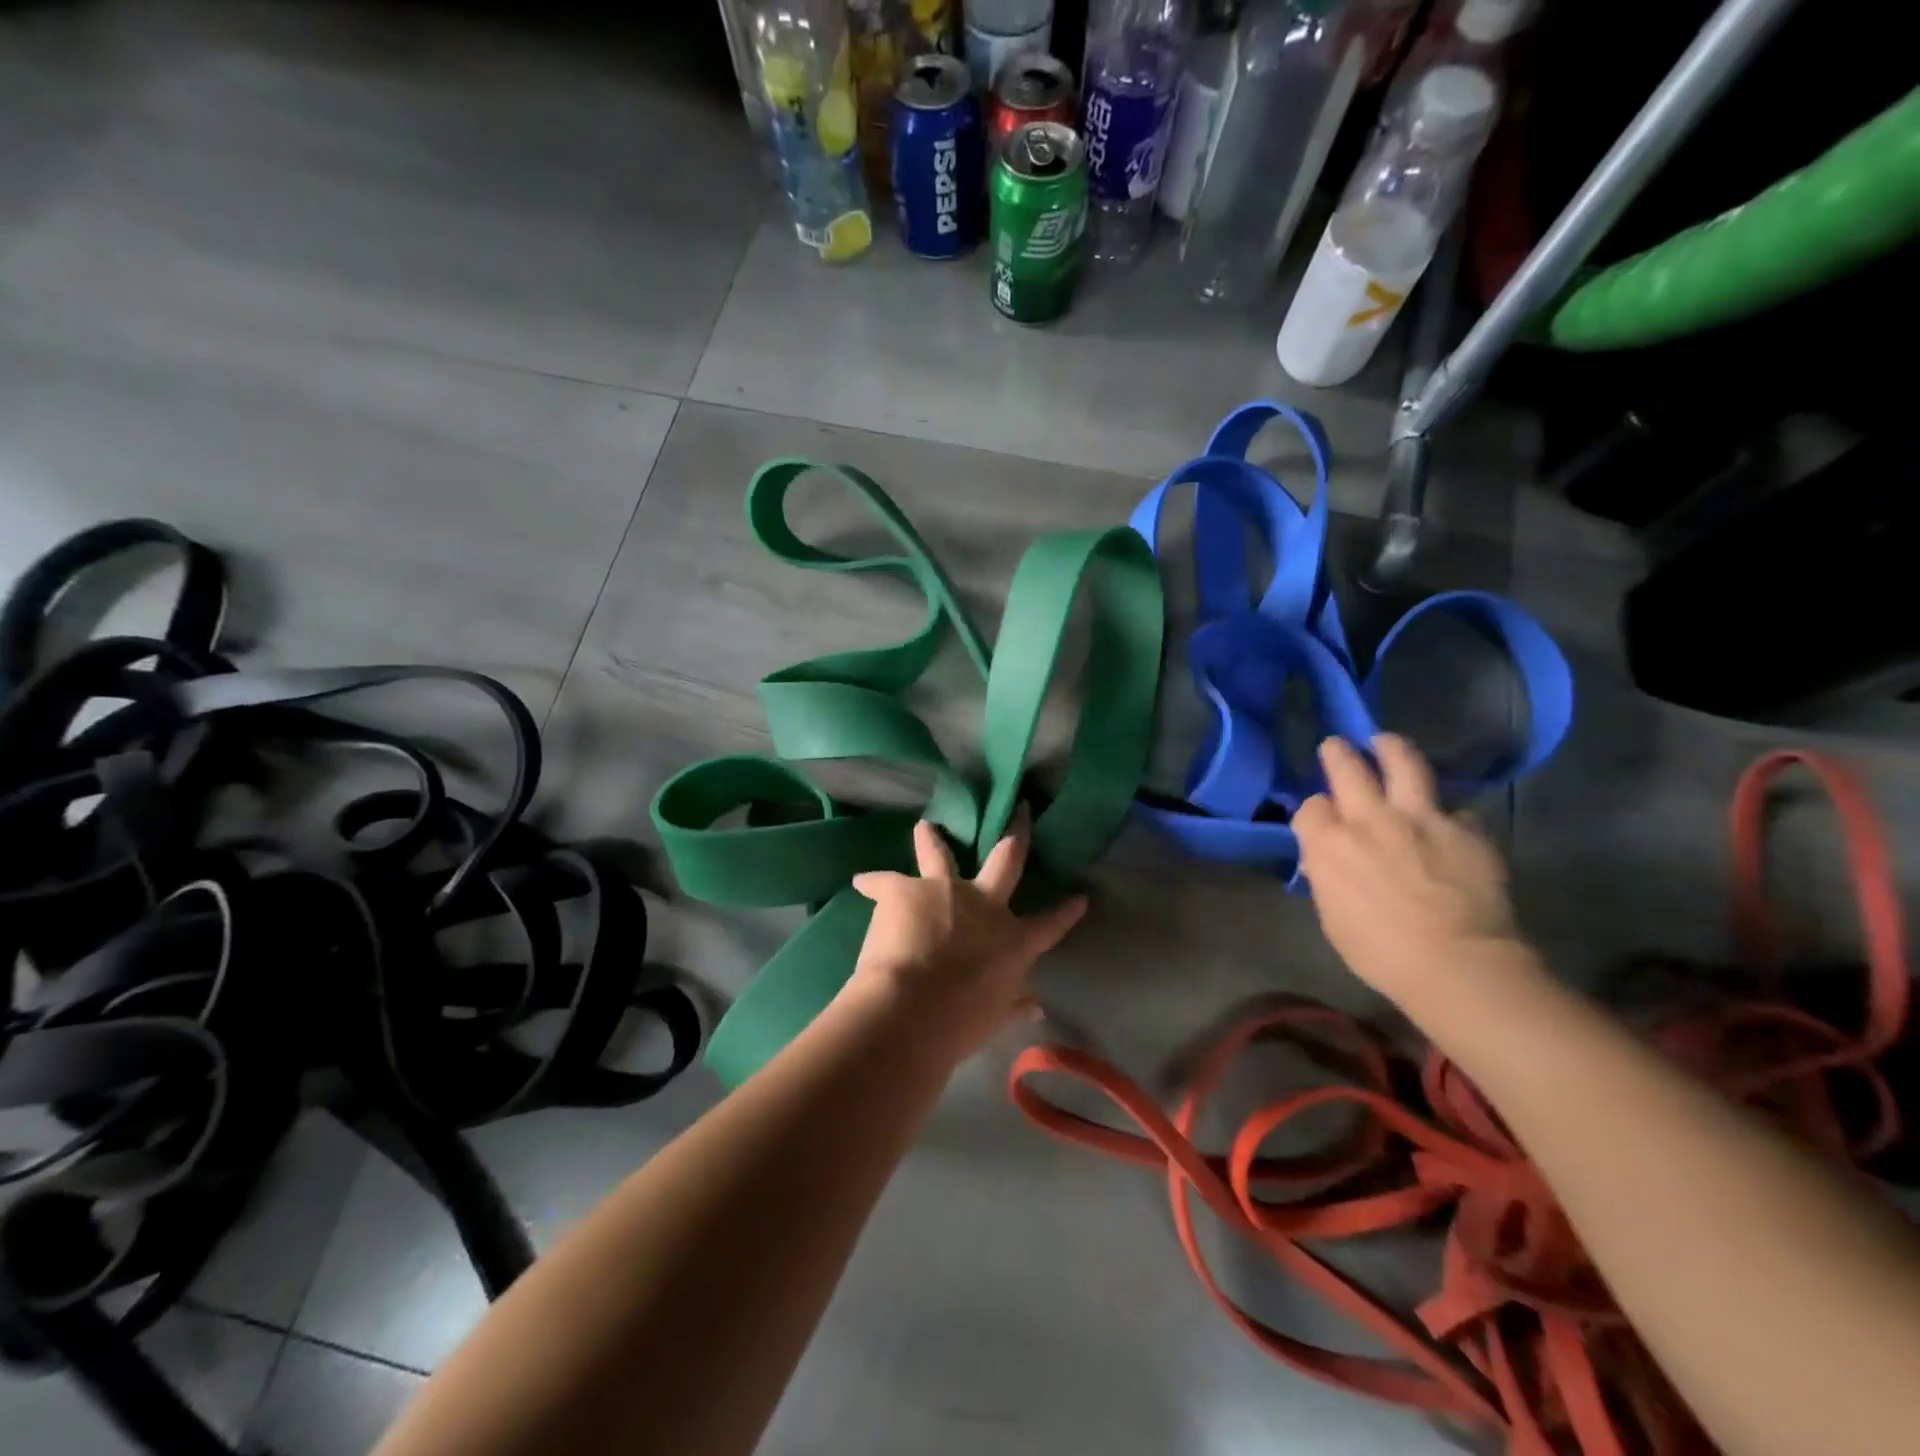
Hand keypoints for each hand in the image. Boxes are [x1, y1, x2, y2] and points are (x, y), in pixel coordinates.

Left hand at [845, 814, 1087, 1060]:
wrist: (916, 1005)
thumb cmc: (963, 1020)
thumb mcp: (995, 1016)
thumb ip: (1014, 1004)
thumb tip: (1037, 1006)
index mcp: (1012, 941)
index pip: (1048, 926)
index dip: (1066, 912)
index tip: (1080, 897)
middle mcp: (985, 905)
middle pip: (1006, 862)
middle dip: (1016, 838)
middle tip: (1020, 813)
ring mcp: (946, 890)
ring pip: (941, 854)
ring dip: (932, 840)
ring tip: (925, 827)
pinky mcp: (905, 889)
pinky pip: (886, 881)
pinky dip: (874, 882)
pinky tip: (862, 881)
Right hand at [1293, 734, 1522, 1008]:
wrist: (1458, 965)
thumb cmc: (1381, 952)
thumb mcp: (1332, 916)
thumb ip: (1327, 876)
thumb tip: (1326, 858)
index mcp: (1329, 843)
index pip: (1311, 807)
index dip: (1315, 811)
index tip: (1320, 818)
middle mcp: (1370, 818)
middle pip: (1348, 767)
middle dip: (1338, 754)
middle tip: (1336, 746)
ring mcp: (1422, 818)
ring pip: (1403, 762)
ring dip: (1390, 749)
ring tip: (1386, 743)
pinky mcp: (1465, 829)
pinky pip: (1453, 810)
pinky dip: (1445, 816)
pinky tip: (1447, 825)